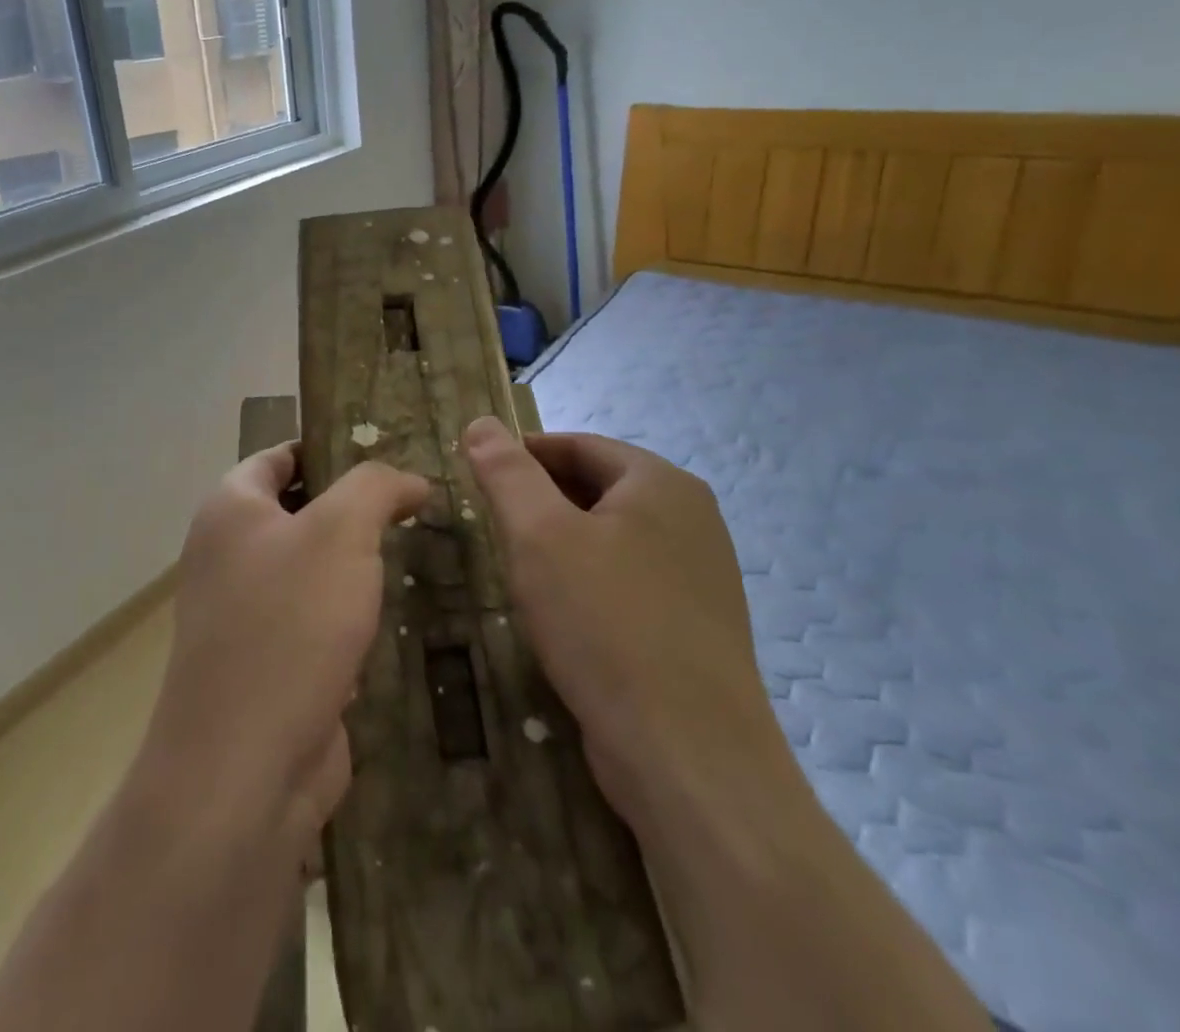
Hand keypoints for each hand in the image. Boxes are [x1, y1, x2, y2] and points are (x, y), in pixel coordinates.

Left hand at [140, 443, 428, 845]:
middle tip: (416, 503)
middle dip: (354, 507)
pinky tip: (397, 617)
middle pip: (298, 511)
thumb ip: (375, 487)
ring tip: (419, 551)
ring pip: (312, 570)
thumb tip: (409, 480)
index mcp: (230, 510)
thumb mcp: (341, 531)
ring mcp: (246, 615)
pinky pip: (316, 622)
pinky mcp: (270, 666)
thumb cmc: (289, 625)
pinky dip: (352, 617)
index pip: (279, 456)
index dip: (329, 447)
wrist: (246, 769)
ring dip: (357, 566)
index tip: (387, 451)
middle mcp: (228, 556)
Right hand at [462, 417, 786, 828]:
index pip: (578, 445)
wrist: (690, 758)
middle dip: (541, 499)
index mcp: (661, 483)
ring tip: (519, 568)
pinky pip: (629, 580)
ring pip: (611, 537)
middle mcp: (691, 518)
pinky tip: (563, 614)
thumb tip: (481, 422)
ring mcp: (700, 575)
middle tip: (492, 525)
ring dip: (562, 542)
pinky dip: (589, 580)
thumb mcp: (539, 536)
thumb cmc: (606, 625)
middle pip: (598, 487)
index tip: (479, 476)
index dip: (523, 454)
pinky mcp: (696, 626)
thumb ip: (507, 473)